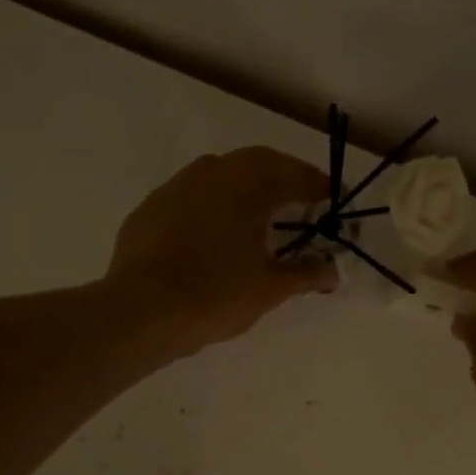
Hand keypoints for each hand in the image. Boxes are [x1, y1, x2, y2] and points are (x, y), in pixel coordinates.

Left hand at [106, 146, 337, 357]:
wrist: (142, 311)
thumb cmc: (216, 295)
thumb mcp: (270, 289)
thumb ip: (305, 274)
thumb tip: (333, 272)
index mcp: (248, 186)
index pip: (293, 174)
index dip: (316, 185)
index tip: (331, 198)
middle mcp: (212, 173)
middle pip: (256, 163)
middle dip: (281, 178)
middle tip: (298, 203)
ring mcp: (176, 187)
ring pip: (219, 174)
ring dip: (244, 187)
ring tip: (257, 217)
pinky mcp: (150, 208)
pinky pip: (191, 196)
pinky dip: (212, 205)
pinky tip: (213, 234)